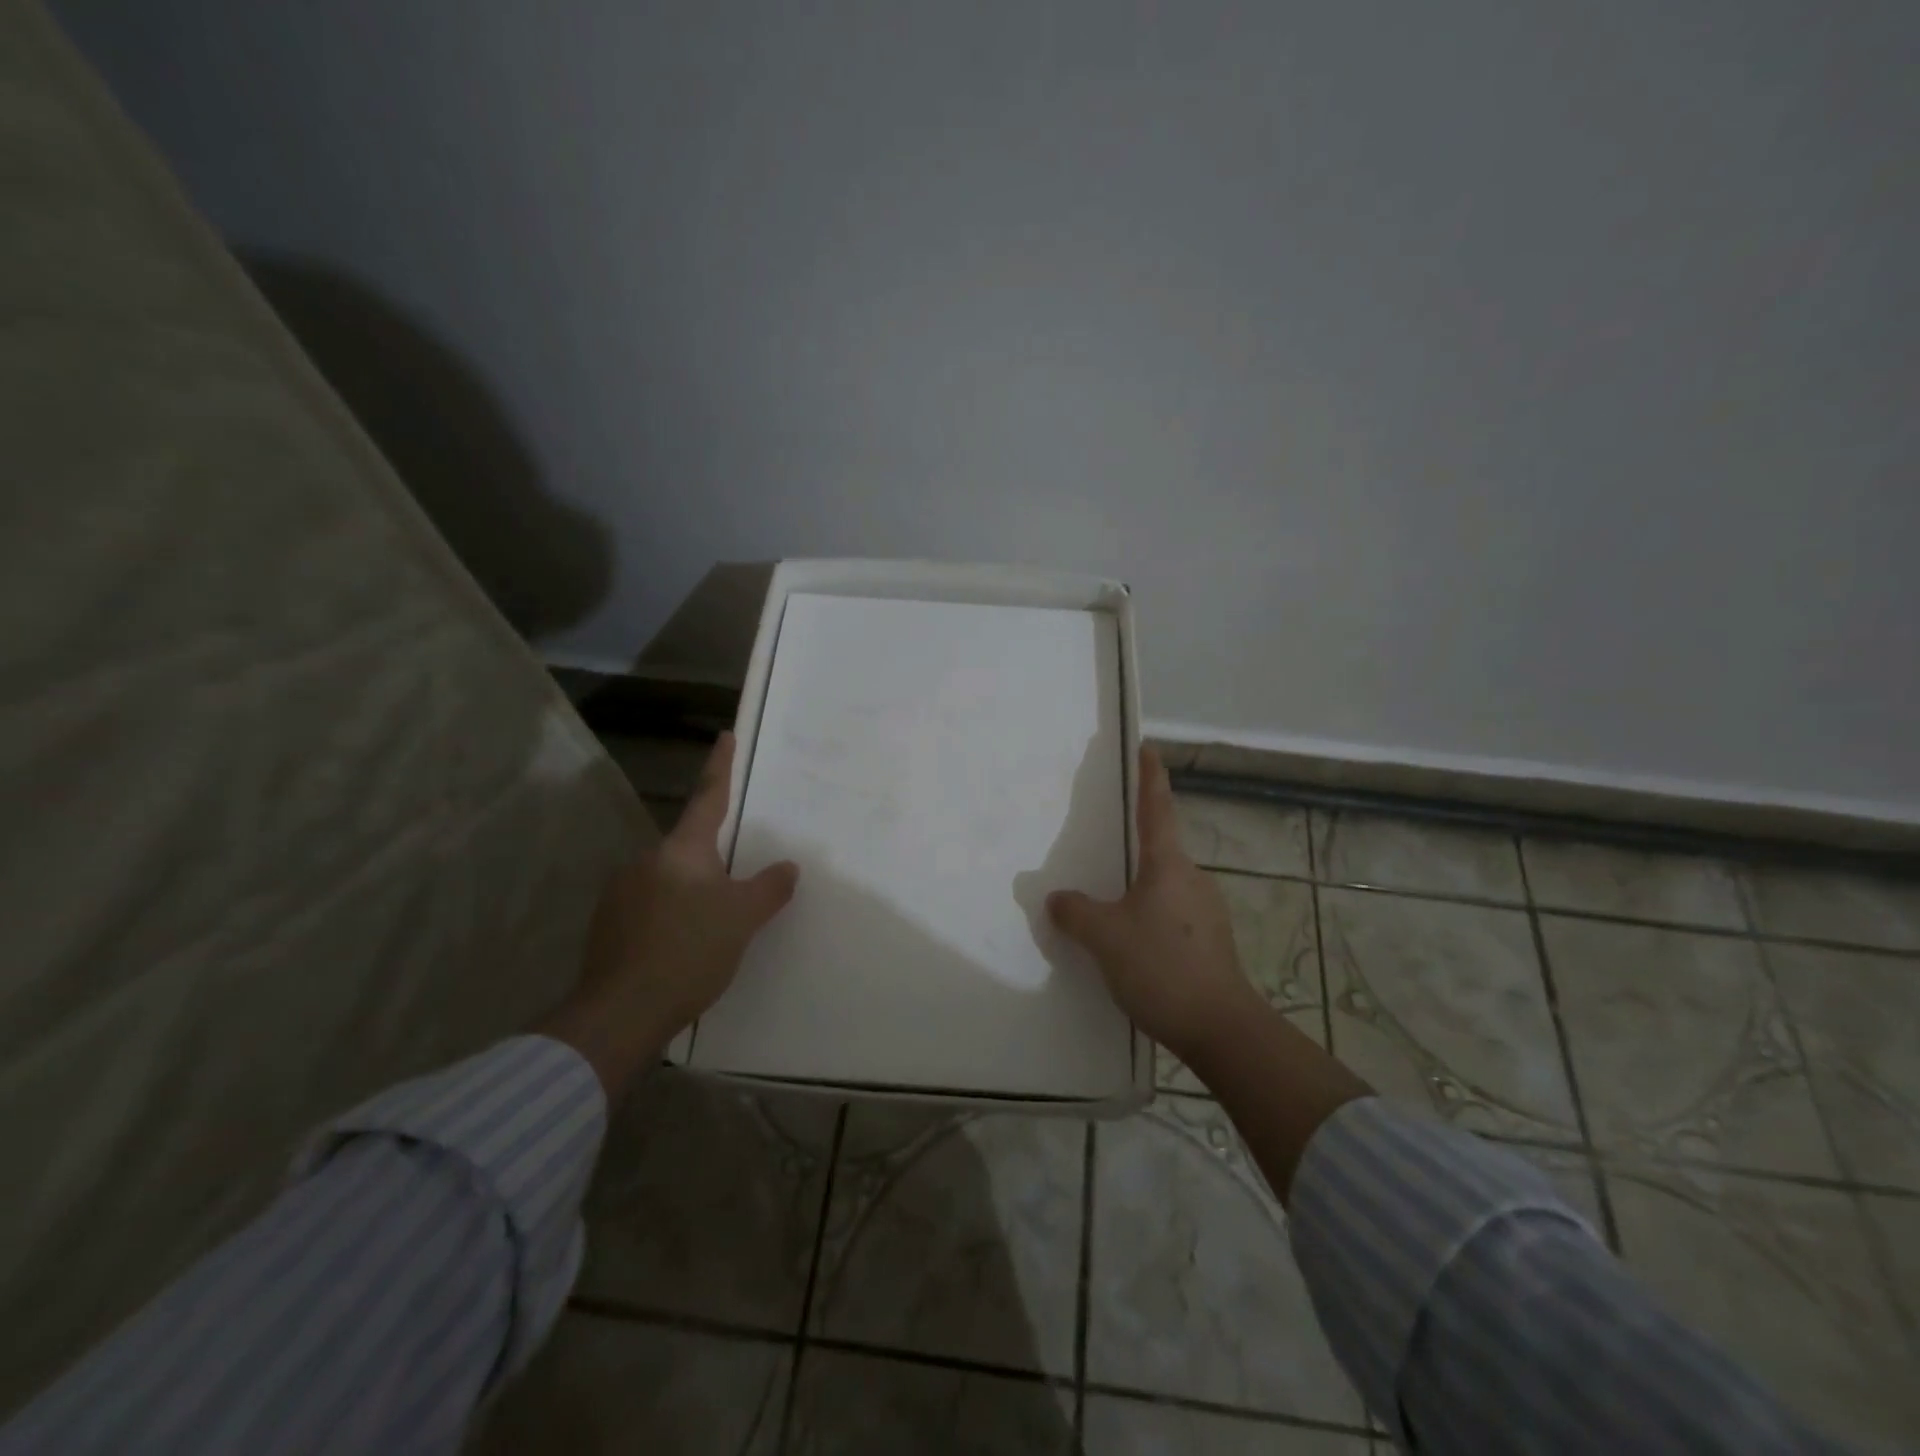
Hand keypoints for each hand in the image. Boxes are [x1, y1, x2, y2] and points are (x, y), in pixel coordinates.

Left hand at [541, 731, 798, 1098]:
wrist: (620, 1013)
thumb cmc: (689, 951)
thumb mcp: (742, 918)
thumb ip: (769, 888)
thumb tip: (788, 866)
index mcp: (682, 850)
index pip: (707, 798)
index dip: (720, 767)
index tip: (724, 736)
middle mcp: (647, 862)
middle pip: (689, 847)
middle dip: (714, 858)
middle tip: (738, 882)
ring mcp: (621, 894)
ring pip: (669, 880)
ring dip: (692, 893)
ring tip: (714, 927)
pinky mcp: (608, 927)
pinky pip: (651, 909)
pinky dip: (671, 918)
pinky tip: (684, 948)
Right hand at [1047, 747, 1259, 1064]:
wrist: (1221, 1028)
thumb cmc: (1162, 967)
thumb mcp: (1105, 937)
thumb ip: (1076, 912)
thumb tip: (1058, 899)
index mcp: (1168, 865)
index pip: (1157, 808)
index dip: (1150, 776)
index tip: (1148, 748)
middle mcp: (1192, 879)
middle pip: (1160, 848)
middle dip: (1135, 843)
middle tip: (1104, 844)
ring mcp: (1206, 911)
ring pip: (1164, 885)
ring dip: (1139, 887)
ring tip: (1108, 905)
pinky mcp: (1210, 941)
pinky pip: (1171, 914)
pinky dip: (1148, 915)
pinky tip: (1130, 942)